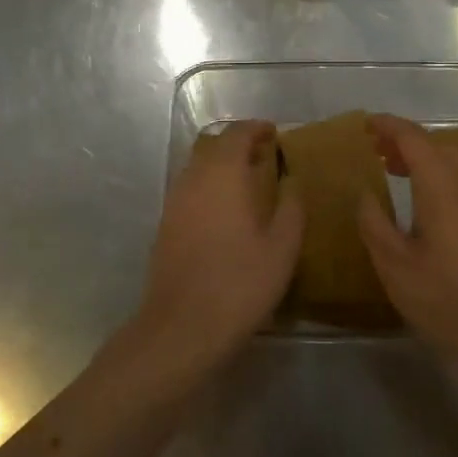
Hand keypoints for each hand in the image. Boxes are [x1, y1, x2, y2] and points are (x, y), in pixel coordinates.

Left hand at [129, 120, 302, 380]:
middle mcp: (193, 179)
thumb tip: (291, 180)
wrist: (182, 327)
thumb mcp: (282, 247)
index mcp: (223, 175)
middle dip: (239, 144)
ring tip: (250, 181)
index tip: (275, 133)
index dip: (256, 129)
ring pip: (199, 168)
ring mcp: (174, 202)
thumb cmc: (240, 283)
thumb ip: (291, 206)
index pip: (237, 134)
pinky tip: (227, 211)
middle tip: (266, 155)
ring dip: (222, 166)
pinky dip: (210, 187)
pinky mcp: (166, 225)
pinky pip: (190, 190)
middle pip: (213, 146)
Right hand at [356, 113, 457, 372]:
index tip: (366, 125)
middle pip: (435, 144)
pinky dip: (443, 173)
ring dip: (425, 157)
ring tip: (397, 171)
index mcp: (441, 184)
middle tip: (376, 153)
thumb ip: (374, 222)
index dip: (388, 126)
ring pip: (454, 159)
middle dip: (404, 142)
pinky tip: (429, 199)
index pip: (413, 138)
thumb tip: (365, 193)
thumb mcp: (394, 264)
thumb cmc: (444, 298)